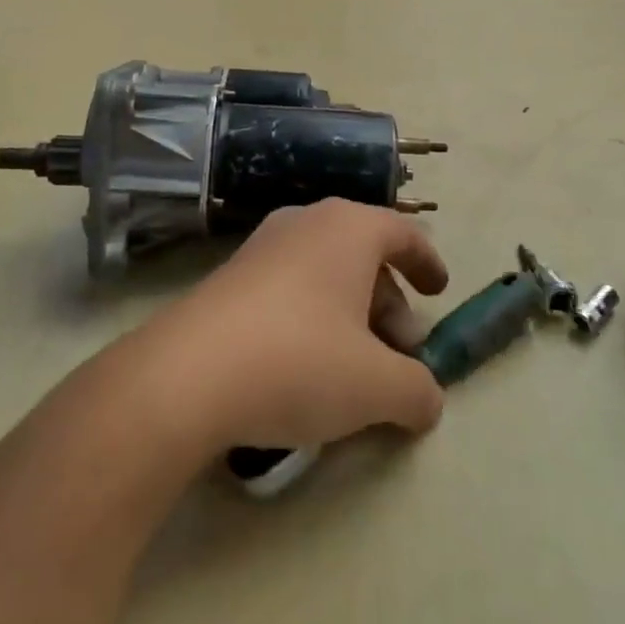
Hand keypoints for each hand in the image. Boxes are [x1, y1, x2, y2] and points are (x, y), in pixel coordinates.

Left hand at [137, 199, 449, 451]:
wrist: (184, 377)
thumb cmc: (299, 362)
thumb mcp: (377, 387)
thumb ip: (417, 391)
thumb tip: (428, 400)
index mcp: (348, 228)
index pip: (403, 232)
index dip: (428, 262)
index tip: (439, 292)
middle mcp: (305, 223)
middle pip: (364, 255)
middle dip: (389, 302)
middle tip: (399, 351)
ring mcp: (261, 247)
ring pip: (325, 272)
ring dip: (350, 313)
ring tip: (355, 367)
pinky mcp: (228, 278)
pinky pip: (288, 288)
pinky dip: (312, 317)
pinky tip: (305, 367)